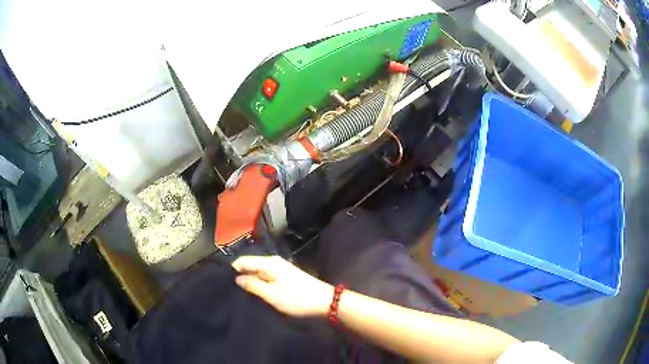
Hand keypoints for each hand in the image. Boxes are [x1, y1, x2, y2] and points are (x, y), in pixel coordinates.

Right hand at [231, 255, 333, 316]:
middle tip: (230, 290)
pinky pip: (266, 278)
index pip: (243, 260)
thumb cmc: (296, 298)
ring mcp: (280, 270)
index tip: (222, 282)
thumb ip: (253, 285)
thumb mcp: (271, 294)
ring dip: (250, 281)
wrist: (324, 302)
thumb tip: (237, 278)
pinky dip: (259, 284)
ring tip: (239, 293)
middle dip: (240, 276)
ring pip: (258, 273)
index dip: (232, 270)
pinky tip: (255, 293)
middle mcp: (273, 262)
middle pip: (250, 266)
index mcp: (269, 263)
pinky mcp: (285, 278)